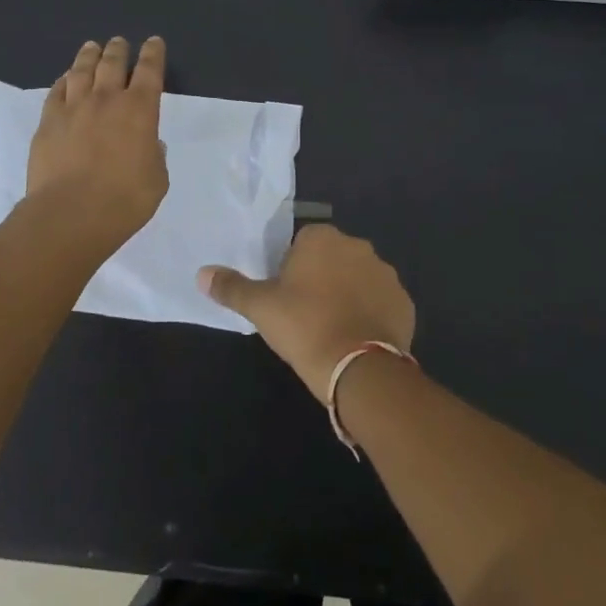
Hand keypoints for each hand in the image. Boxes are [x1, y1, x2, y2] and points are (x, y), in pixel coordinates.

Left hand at [26, 36, 168, 250]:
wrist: (71, 213)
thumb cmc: (124, 200)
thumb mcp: (156, 180)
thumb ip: (154, 157)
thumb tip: (149, 143)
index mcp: (140, 110)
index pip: (150, 71)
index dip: (153, 54)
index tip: (154, 42)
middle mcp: (107, 100)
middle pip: (113, 63)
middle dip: (119, 49)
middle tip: (119, 42)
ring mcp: (74, 108)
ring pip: (81, 70)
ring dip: (89, 55)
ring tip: (92, 47)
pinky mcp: (48, 122)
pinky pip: (56, 91)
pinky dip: (63, 80)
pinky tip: (65, 78)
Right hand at [198, 224, 415, 395]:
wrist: (358, 367)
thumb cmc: (303, 326)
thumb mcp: (260, 307)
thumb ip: (231, 287)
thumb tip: (201, 274)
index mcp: (322, 238)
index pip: (302, 243)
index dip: (292, 269)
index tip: (286, 297)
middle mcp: (358, 246)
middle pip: (332, 258)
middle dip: (322, 278)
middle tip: (306, 314)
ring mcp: (386, 273)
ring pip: (358, 279)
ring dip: (348, 295)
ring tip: (333, 329)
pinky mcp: (404, 301)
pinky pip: (381, 302)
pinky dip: (370, 314)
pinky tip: (356, 338)